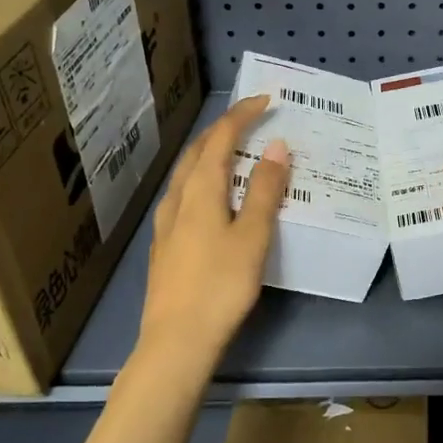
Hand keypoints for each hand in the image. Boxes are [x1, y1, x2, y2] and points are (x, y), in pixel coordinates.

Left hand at [141, 95, 289, 360]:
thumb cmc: (220, 285)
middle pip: (197, 151)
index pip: (220, 138)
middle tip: (250, 119)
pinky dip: (203, 178)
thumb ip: (264, 190)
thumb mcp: (252, 236)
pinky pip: (185, 194)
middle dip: (223, 129)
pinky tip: (213, 196)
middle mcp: (178, 199)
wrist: (176, 342)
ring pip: (187, 173)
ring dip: (210, 153)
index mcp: (199, 191)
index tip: (266, 100)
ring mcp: (166, 223)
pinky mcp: (165, 245)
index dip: (242, 115)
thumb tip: (276, 147)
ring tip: (235, 151)